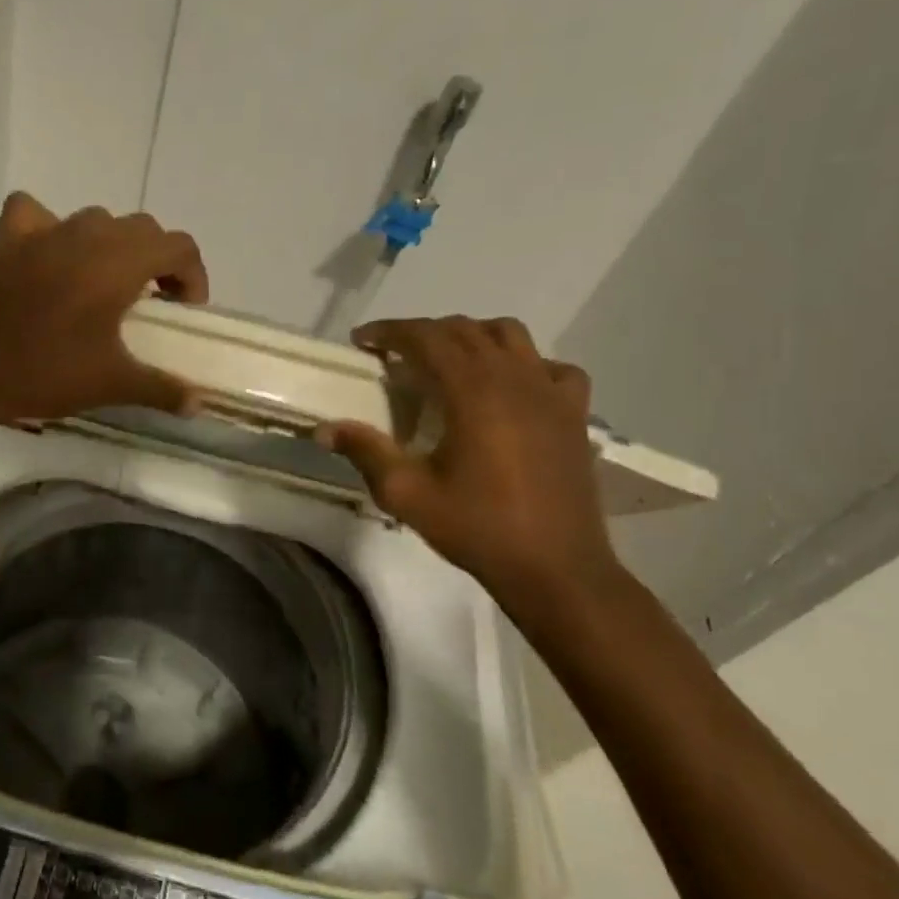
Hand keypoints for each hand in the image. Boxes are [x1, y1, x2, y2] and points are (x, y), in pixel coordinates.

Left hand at [0, 192, 209, 425]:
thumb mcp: (113, 384)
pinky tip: (48, 255)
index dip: (192, 276)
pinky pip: (36, 213)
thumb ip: (162, 389)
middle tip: (150, 303)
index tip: (182, 311)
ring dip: (110, 246)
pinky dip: (49, 228)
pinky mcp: (7, 237)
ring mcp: (43, 229)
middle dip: (156, 261)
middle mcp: (86, 234)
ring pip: (95, 221)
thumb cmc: (46, 373)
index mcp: (119, 262)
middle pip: (141, 229)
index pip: (178, 246)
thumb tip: (198, 405)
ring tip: (103, 285)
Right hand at [317, 317, 623, 604]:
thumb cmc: (478, 528)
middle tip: (394, 355)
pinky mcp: (574, 413)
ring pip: (510, 335)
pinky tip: (511, 387)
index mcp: (472, 391)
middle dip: (424, 333)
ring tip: (448, 361)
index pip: (426, 337)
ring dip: (473, 336)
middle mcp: (513, 378)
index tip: (362, 340)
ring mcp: (551, 392)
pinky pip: (552, 367)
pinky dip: (526, 364)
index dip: (390, 331)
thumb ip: (365, 452)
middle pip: (464, 330)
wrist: (555, 569)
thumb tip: (324, 429)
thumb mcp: (407, 494)